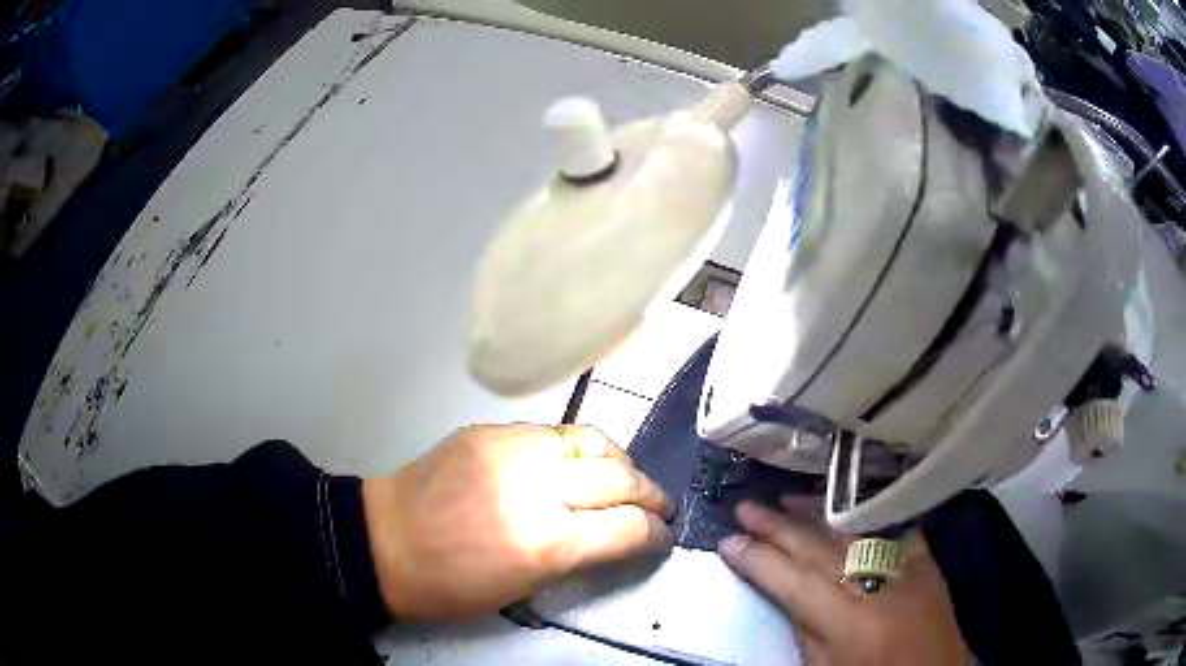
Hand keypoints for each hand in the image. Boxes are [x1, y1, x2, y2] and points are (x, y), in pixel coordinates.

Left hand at [362, 424, 674, 619]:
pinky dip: (577, 449)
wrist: (383, 542)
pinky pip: (552, 432)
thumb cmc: (450, 585)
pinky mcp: (489, 430)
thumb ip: (577, 557)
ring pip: (591, 440)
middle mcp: (536, 488)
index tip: (662, 536)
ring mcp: (511, 449)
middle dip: (649, 494)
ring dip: (619, 462)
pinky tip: (577, 463)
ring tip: (626, 478)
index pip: (626, 527)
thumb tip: (616, 536)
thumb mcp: (523, 588)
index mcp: (546, 542)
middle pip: (619, 477)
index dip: (654, 533)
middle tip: (657, 506)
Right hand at [718, 499, 969, 665]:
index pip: (793, 583)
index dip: (757, 561)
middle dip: (779, 528)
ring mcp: (908, 568)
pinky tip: (843, 503)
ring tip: (784, 499)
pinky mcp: (927, 560)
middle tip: (746, 507)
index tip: (727, 541)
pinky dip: (863, 515)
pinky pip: (893, 528)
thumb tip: (785, 591)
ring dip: (817, 514)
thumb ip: (805, 630)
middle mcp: (879, 587)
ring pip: (855, 531)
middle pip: (821, 549)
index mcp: (849, 625)